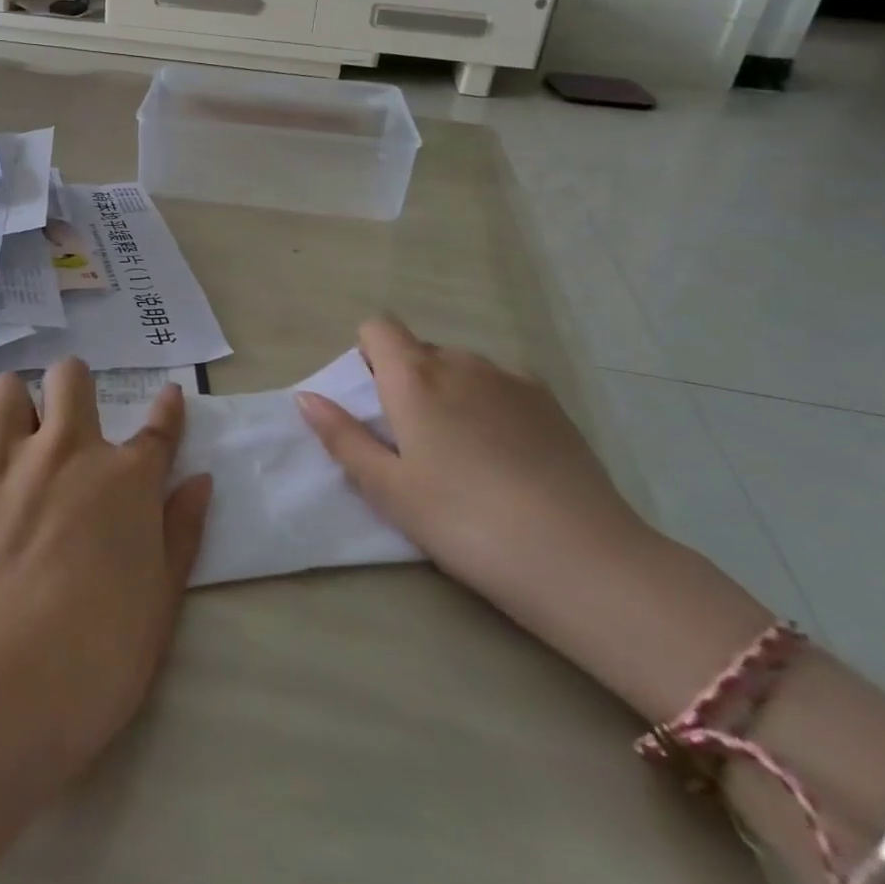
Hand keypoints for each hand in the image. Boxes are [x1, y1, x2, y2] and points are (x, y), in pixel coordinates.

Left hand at [0, 360, 212, 757]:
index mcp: (127, 480)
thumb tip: (200, 481)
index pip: (158, 429)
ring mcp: (4, 456)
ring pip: (7, 388)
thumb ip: (183, 534)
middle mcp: (67, 449)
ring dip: (15, 406)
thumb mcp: (161, 604)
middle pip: (70, 377)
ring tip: (10, 441)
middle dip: (71, 388)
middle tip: (64, 425)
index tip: (167, 395)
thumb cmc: (94, 656)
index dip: (167, 409)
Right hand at [297, 317, 651, 617]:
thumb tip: (306, 396)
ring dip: (450, 393)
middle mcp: (462, 362)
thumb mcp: (388, 488)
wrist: (578, 556)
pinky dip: (491, 405)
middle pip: (420, 350)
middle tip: (413, 444)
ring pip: (463, 368)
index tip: (374, 403)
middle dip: (407, 381)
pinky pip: (502, 386)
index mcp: (415, 377)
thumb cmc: (463, 522)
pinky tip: (507, 459)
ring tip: (464, 456)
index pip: (378, 327)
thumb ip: (342, 437)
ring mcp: (512, 378)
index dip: (368, 354)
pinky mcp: (551, 402)